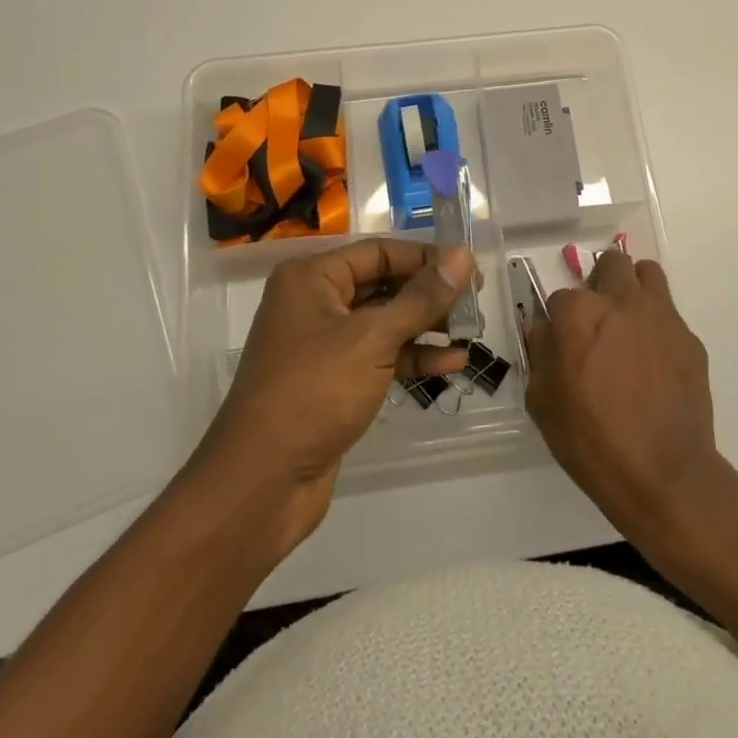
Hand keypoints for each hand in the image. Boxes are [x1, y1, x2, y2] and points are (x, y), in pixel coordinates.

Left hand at [195, 239, 472, 551]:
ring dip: (427, 326)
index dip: (426, 258)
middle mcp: (315, 302)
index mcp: (312, 278)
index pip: (380, 252)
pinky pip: (381, 356)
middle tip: (476, 303)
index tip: (470, 270)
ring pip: (385, 322)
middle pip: (384, 284)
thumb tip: (463, 256)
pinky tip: (452, 363)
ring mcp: (324, 344)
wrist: (261, 485)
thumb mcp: (372, 339)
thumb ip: (421, 298)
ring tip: (473, 332)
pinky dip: (413, 358)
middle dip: (430, 294)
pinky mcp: (335, 381)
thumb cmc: (313, 393)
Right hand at [524, 251, 722, 540]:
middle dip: (601, 284)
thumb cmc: (591, 440)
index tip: (563, 345)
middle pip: (611, 264)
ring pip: (647, 274)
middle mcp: (621, 301)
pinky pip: (670, 315)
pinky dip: (659, 328)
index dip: (560, 322)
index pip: (561, 297)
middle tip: (598, 320)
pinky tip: (655, 364)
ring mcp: (660, 316)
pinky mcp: (689, 338)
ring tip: (630, 325)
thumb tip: (545, 331)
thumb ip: (540, 354)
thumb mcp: (543, 402)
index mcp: (579, 313)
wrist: (663, 474)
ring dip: (634, 289)